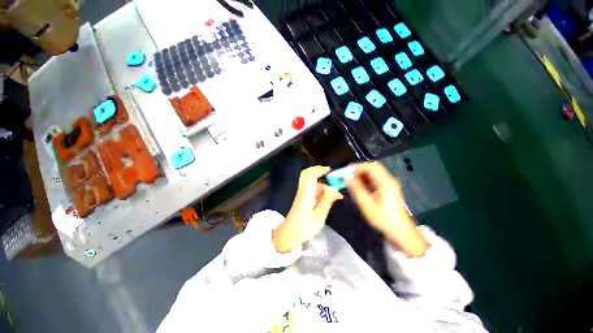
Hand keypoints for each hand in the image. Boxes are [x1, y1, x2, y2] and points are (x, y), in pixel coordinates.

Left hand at [273, 166, 342, 252]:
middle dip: (320, 173)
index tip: (330, 170)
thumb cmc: (304, 227)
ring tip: (337, 196)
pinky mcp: (304, 199)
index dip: (319, 169)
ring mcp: (303, 195)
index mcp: (306, 193)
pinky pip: (313, 191)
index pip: (310, 174)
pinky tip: (330, 200)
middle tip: (332, 177)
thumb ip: (327, 201)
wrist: (288, 235)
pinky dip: (322, 192)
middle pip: (308, 175)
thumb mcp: (319, 216)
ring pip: (313, 184)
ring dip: (324, 186)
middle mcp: (303, 191)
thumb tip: (334, 188)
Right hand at [347, 162, 428, 257]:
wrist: (400, 230)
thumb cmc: (383, 219)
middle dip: (359, 169)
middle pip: (373, 167)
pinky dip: (366, 179)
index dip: (358, 167)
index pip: (371, 167)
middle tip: (348, 175)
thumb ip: (357, 190)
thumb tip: (347, 178)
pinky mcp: (387, 189)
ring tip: (352, 180)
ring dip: (362, 174)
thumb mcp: (367, 205)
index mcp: (385, 183)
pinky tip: (359, 186)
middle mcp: (388, 181)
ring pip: (374, 173)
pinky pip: (375, 179)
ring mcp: (389, 184)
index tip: (346, 171)